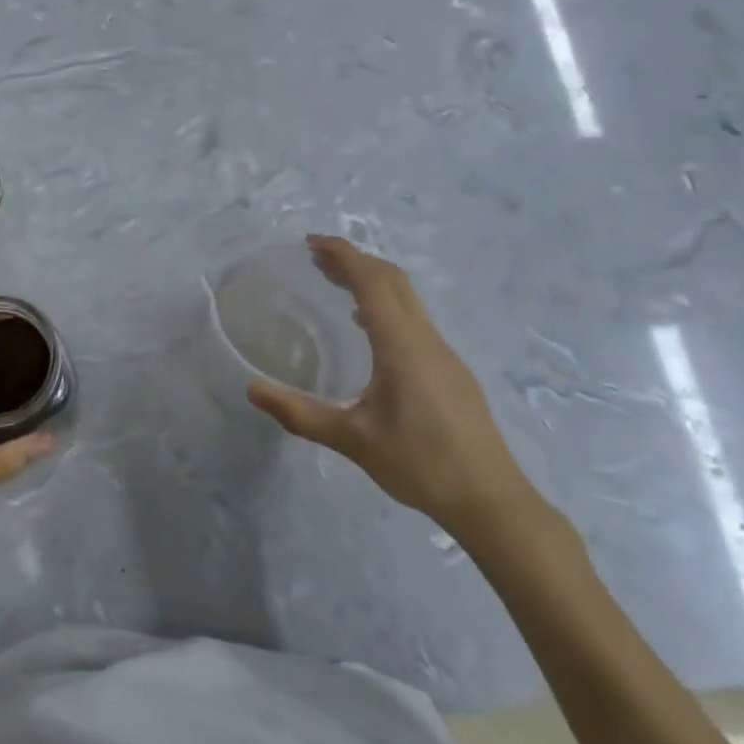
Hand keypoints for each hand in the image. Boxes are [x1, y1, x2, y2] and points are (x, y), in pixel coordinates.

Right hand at [246, 235, 537, 540]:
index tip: (311, 242)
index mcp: (402, 346)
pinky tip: (368, 329)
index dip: (343, 255)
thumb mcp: (353, 441)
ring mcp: (444, 354)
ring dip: (372, 280)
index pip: (373, 282)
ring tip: (336, 284)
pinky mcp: (450, 370)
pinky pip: (414, 319)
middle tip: (316, 258)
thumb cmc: (421, 465)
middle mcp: (426, 339)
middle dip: (355, 260)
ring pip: (407, 298)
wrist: (491, 501)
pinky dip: (386, 304)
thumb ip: (300, 414)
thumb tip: (252, 390)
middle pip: (393, 280)